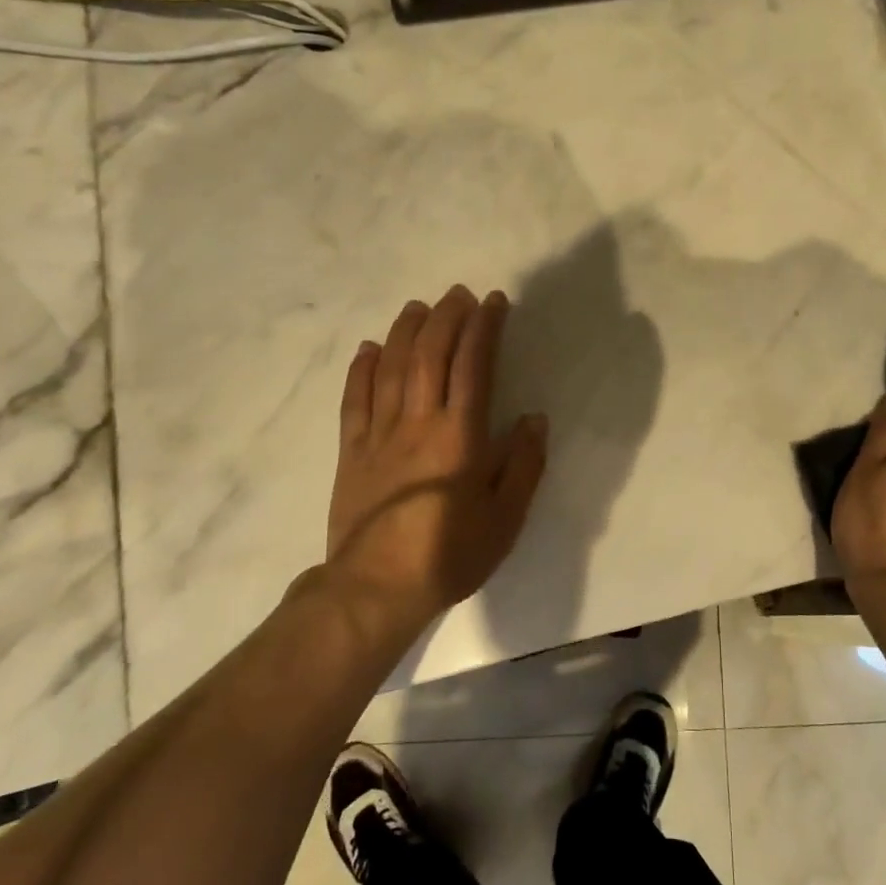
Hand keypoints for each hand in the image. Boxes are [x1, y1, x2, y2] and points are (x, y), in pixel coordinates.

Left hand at [319, 285, 547, 619]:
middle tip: (459, 294)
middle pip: (431, 356)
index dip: (484, 329)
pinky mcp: (351, 451)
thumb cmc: (449, 555)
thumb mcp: (505, 519)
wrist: (375, 590)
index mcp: (460, 437)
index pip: (474, 367)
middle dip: (446, 318)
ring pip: (392, 368)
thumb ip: (523, 466)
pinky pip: (355, 400)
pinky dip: (362, 369)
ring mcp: (379, 435)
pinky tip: (370, 348)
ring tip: (419, 306)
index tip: (493, 302)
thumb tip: (534, 420)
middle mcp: (418, 424)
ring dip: (407, 331)